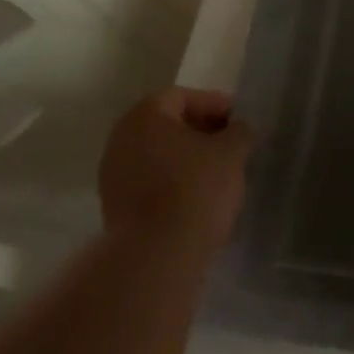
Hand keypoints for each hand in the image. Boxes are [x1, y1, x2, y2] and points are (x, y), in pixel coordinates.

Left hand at [99, 88, 253, 252]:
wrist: (156, 257)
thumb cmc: (195, 190)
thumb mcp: (231, 153)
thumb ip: (239, 132)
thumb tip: (240, 128)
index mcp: (145, 116)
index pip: (183, 97)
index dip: (215, 104)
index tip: (239, 121)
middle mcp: (121, 139)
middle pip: (167, 125)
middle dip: (201, 131)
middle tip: (231, 144)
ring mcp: (113, 175)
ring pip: (158, 155)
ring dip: (187, 158)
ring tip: (219, 172)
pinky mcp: (115, 208)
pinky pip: (150, 182)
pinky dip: (174, 182)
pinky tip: (198, 196)